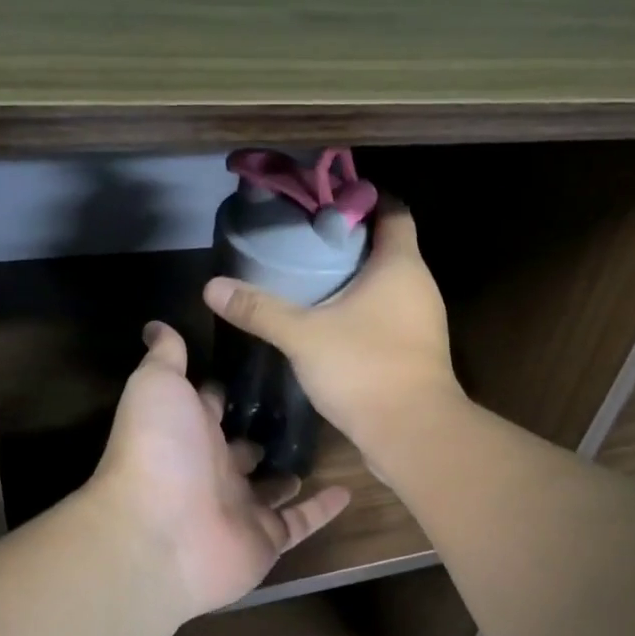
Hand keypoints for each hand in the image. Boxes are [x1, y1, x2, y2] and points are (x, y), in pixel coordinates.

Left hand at [88, 321, 351, 620]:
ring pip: (270, 487)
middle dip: (262, 430)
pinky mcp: (264, 539)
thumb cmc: (160, 450)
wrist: (161, 536)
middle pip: (242, 446)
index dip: (227, 388)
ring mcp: (238, 507)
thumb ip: (165, 357)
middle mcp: (212, 469)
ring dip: (289, 470)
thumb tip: (156, 325)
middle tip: (304, 404)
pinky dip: (320, 509)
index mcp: (188, 431)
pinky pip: (298, 522)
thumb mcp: (158, 387)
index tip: (261, 364)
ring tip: (325, 444)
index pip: (210, 405)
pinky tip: (347, 491)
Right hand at [201, 209, 465, 468]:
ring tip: (311, 279)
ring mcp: (422, 321)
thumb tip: (211, 287)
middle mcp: (419, 285)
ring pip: (388, 285)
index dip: (363, 202)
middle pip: (388, 248)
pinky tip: (331, 322)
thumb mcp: (303, 335)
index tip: (325, 204)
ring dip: (355, 280)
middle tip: (305, 242)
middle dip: (349, 243)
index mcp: (400, 265)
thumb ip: (260, 309)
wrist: (412, 433)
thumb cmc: (364, 368)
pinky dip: (363, 311)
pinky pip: (388, 315)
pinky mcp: (416, 351)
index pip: (393, 212)